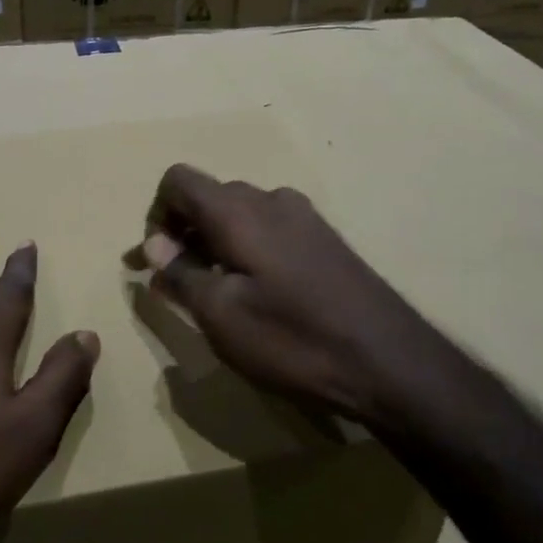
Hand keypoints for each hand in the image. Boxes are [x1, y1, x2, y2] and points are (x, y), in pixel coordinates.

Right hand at [136, 165, 443, 431]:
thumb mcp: (221, 315)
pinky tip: (259, 294)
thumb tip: (153, 242)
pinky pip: (269, 229)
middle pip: (209, 196)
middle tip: (177, 283)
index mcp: (237, 210)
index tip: (156, 261)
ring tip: (216, 293)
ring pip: (240, 214)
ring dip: (215, 243)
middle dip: (183, 232)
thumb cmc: (293, 339)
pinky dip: (247, 250)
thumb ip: (181, 272)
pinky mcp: (325, 239)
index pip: (178, 180)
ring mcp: (304, 216)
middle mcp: (270, 199)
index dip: (156, 214)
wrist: (390, 362)